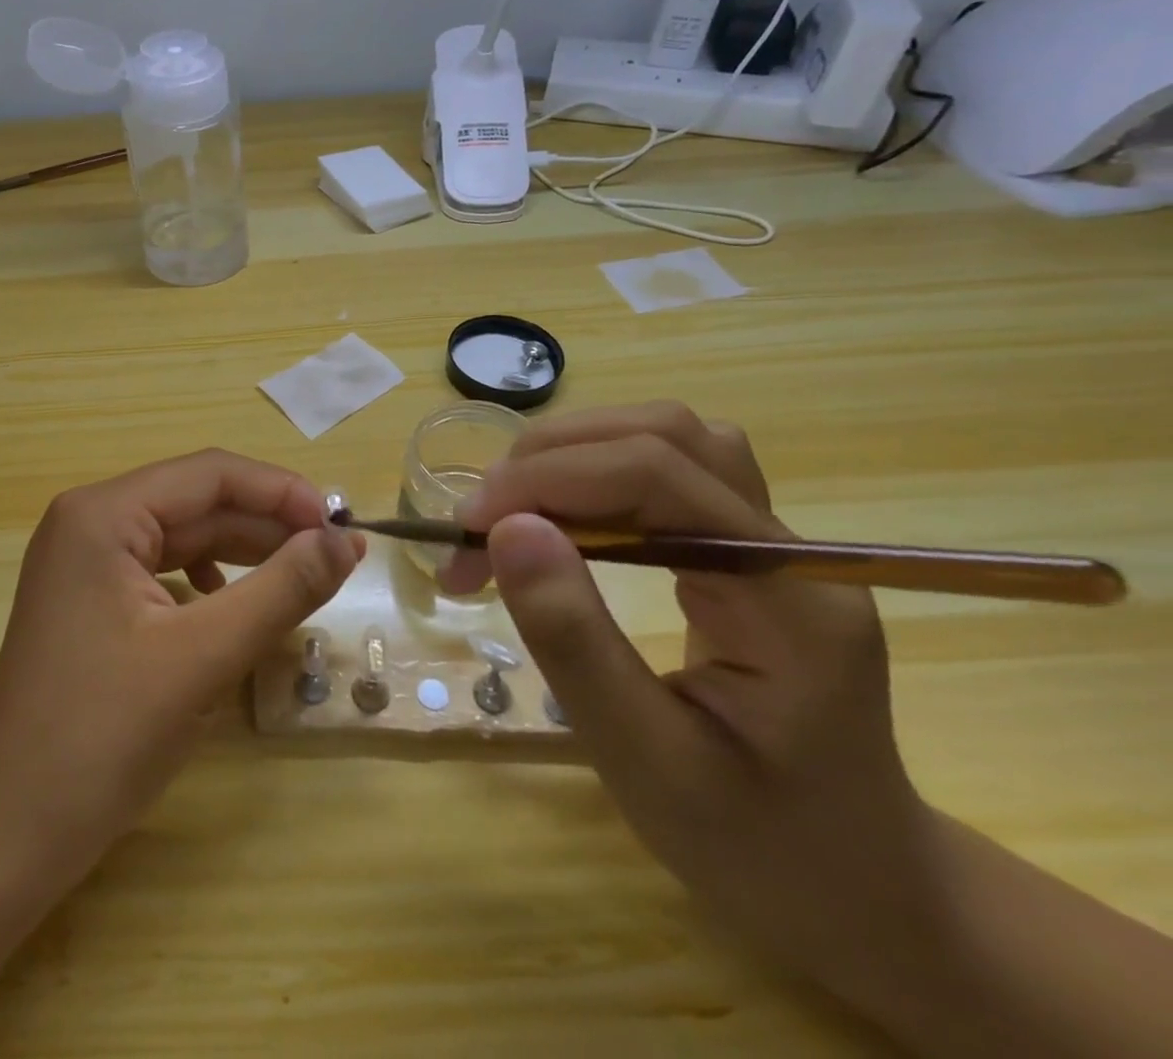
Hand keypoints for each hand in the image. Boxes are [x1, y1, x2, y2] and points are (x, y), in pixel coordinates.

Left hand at [0, 450, 363, 861]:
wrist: (9, 831)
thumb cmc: (102, 736)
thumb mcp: (204, 656)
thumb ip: (282, 589)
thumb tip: (344, 542)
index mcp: (102, 514)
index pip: (209, 474)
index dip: (280, 492)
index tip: (340, 526)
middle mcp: (90, 521)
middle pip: (196, 501)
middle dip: (266, 523)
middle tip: (334, 555)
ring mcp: (86, 561)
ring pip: (183, 535)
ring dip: (244, 551)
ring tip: (300, 577)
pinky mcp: (92, 598)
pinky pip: (164, 569)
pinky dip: (211, 580)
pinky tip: (236, 605)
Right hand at [445, 403, 940, 997]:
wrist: (861, 891)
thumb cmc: (758, 848)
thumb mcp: (646, 761)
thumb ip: (575, 640)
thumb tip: (507, 528)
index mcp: (790, 601)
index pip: (659, 474)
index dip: (549, 479)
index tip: (467, 527)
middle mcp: (793, 551)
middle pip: (665, 435)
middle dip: (551, 459)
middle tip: (478, 523)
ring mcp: (775, 544)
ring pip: (666, 438)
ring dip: (571, 455)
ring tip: (508, 512)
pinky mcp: (746, 550)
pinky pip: (665, 472)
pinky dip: (591, 475)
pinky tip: (556, 519)